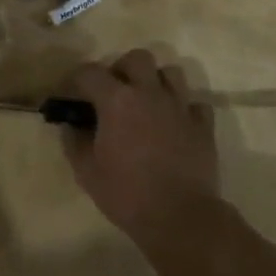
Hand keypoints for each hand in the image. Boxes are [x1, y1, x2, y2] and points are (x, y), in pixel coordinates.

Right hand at [63, 49, 220, 246]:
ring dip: (157, 82)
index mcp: (117, 100)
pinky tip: (176, 124)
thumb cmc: (127, 194)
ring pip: (171, 73)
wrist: (180, 218)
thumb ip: (75, 142)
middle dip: (123, 68)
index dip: (76, 79)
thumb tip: (71, 127)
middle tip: (115, 92)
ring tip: (148, 102)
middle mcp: (149, 93)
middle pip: (137, 58)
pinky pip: (196, 104)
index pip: (90, 72)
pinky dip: (185, 109)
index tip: (71, 94)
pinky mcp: (203, 126)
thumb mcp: (87, 172)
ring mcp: (180, 107)